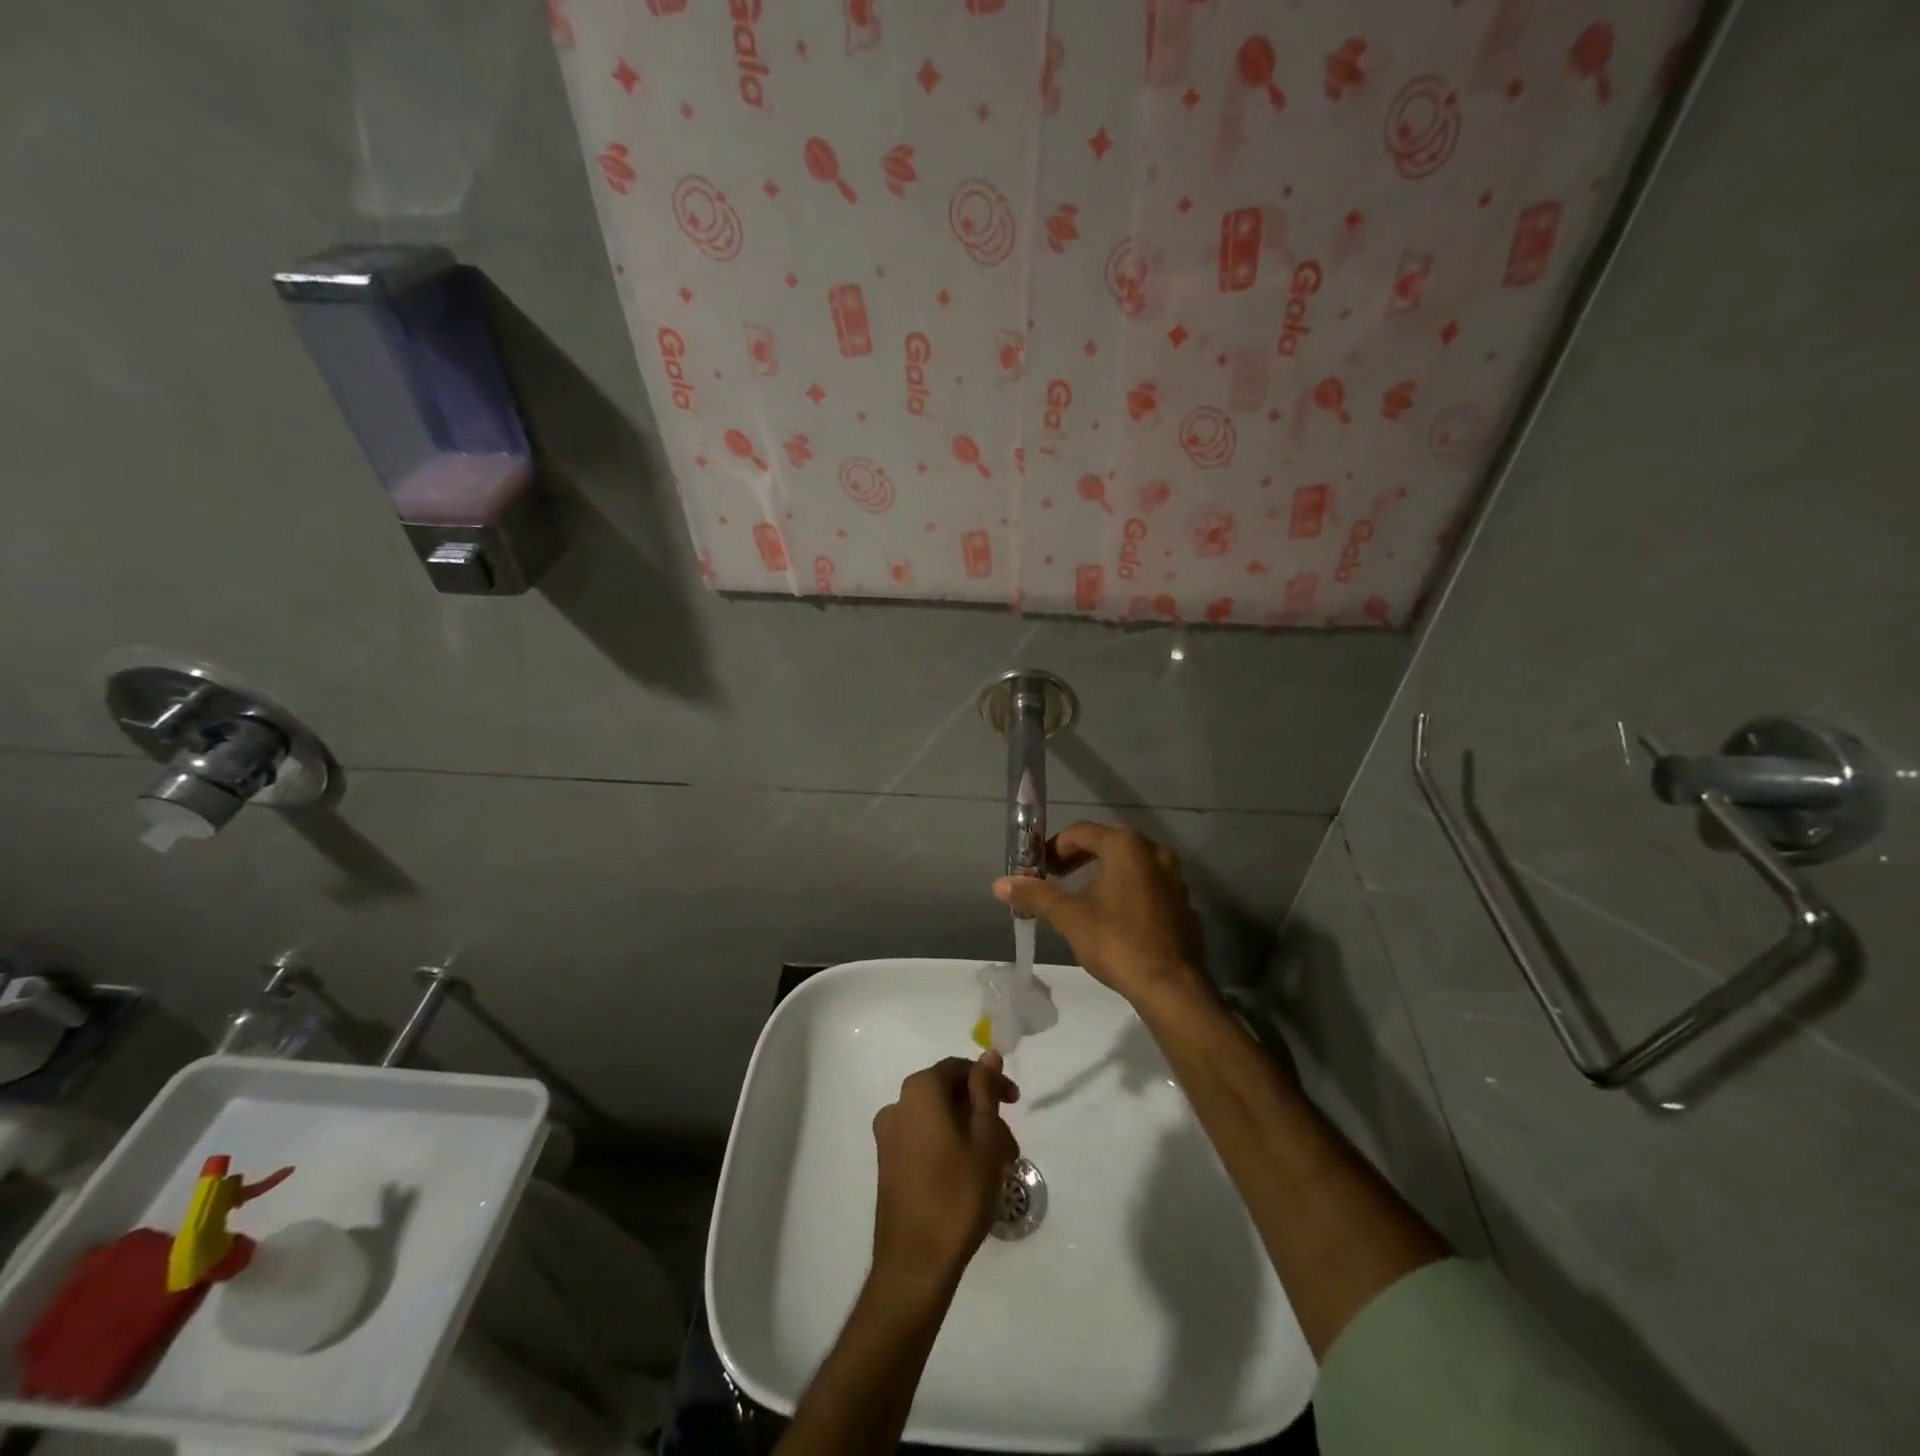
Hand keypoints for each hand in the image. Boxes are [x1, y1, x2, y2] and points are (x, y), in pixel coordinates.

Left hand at [870, 1054, 1019, 1293]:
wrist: (915, 1264)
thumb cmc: (957, 1194)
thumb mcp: (984, 1138)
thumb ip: (985, 1092)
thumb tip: (988, 1054)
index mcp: (919, 1091)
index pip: (959, 1069)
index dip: (990, 1081)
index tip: (1015, 1102)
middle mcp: (898, 1105)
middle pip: (948, 1095)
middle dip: (983, 1113)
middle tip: (1010, 1145)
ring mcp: (888, 1137)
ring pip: (939, 1120)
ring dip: (970, 1134)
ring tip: (997, 1168)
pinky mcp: (888, 1164)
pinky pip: (924, 1140)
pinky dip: (950, 1147)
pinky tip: (972, 1176)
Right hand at [992, 822, 1206, 1005]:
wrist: (1171, 986)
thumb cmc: (1117, 941)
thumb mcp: (1069, 917)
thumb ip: (1036, 895)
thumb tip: (999, 883)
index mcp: (1126, 846)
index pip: (1081, 832)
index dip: (1054, 848)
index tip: (1039, 869)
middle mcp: (1154, 852)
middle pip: (1107, 844)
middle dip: (1078, 860)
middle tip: (1056, 880)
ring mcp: (1174, 877)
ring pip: (1130, 865)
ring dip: (1103, 874)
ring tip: (1082, 899)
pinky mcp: (1183, 902)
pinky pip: (1148, 886)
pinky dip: (1127, 891)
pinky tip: (1114, 918)